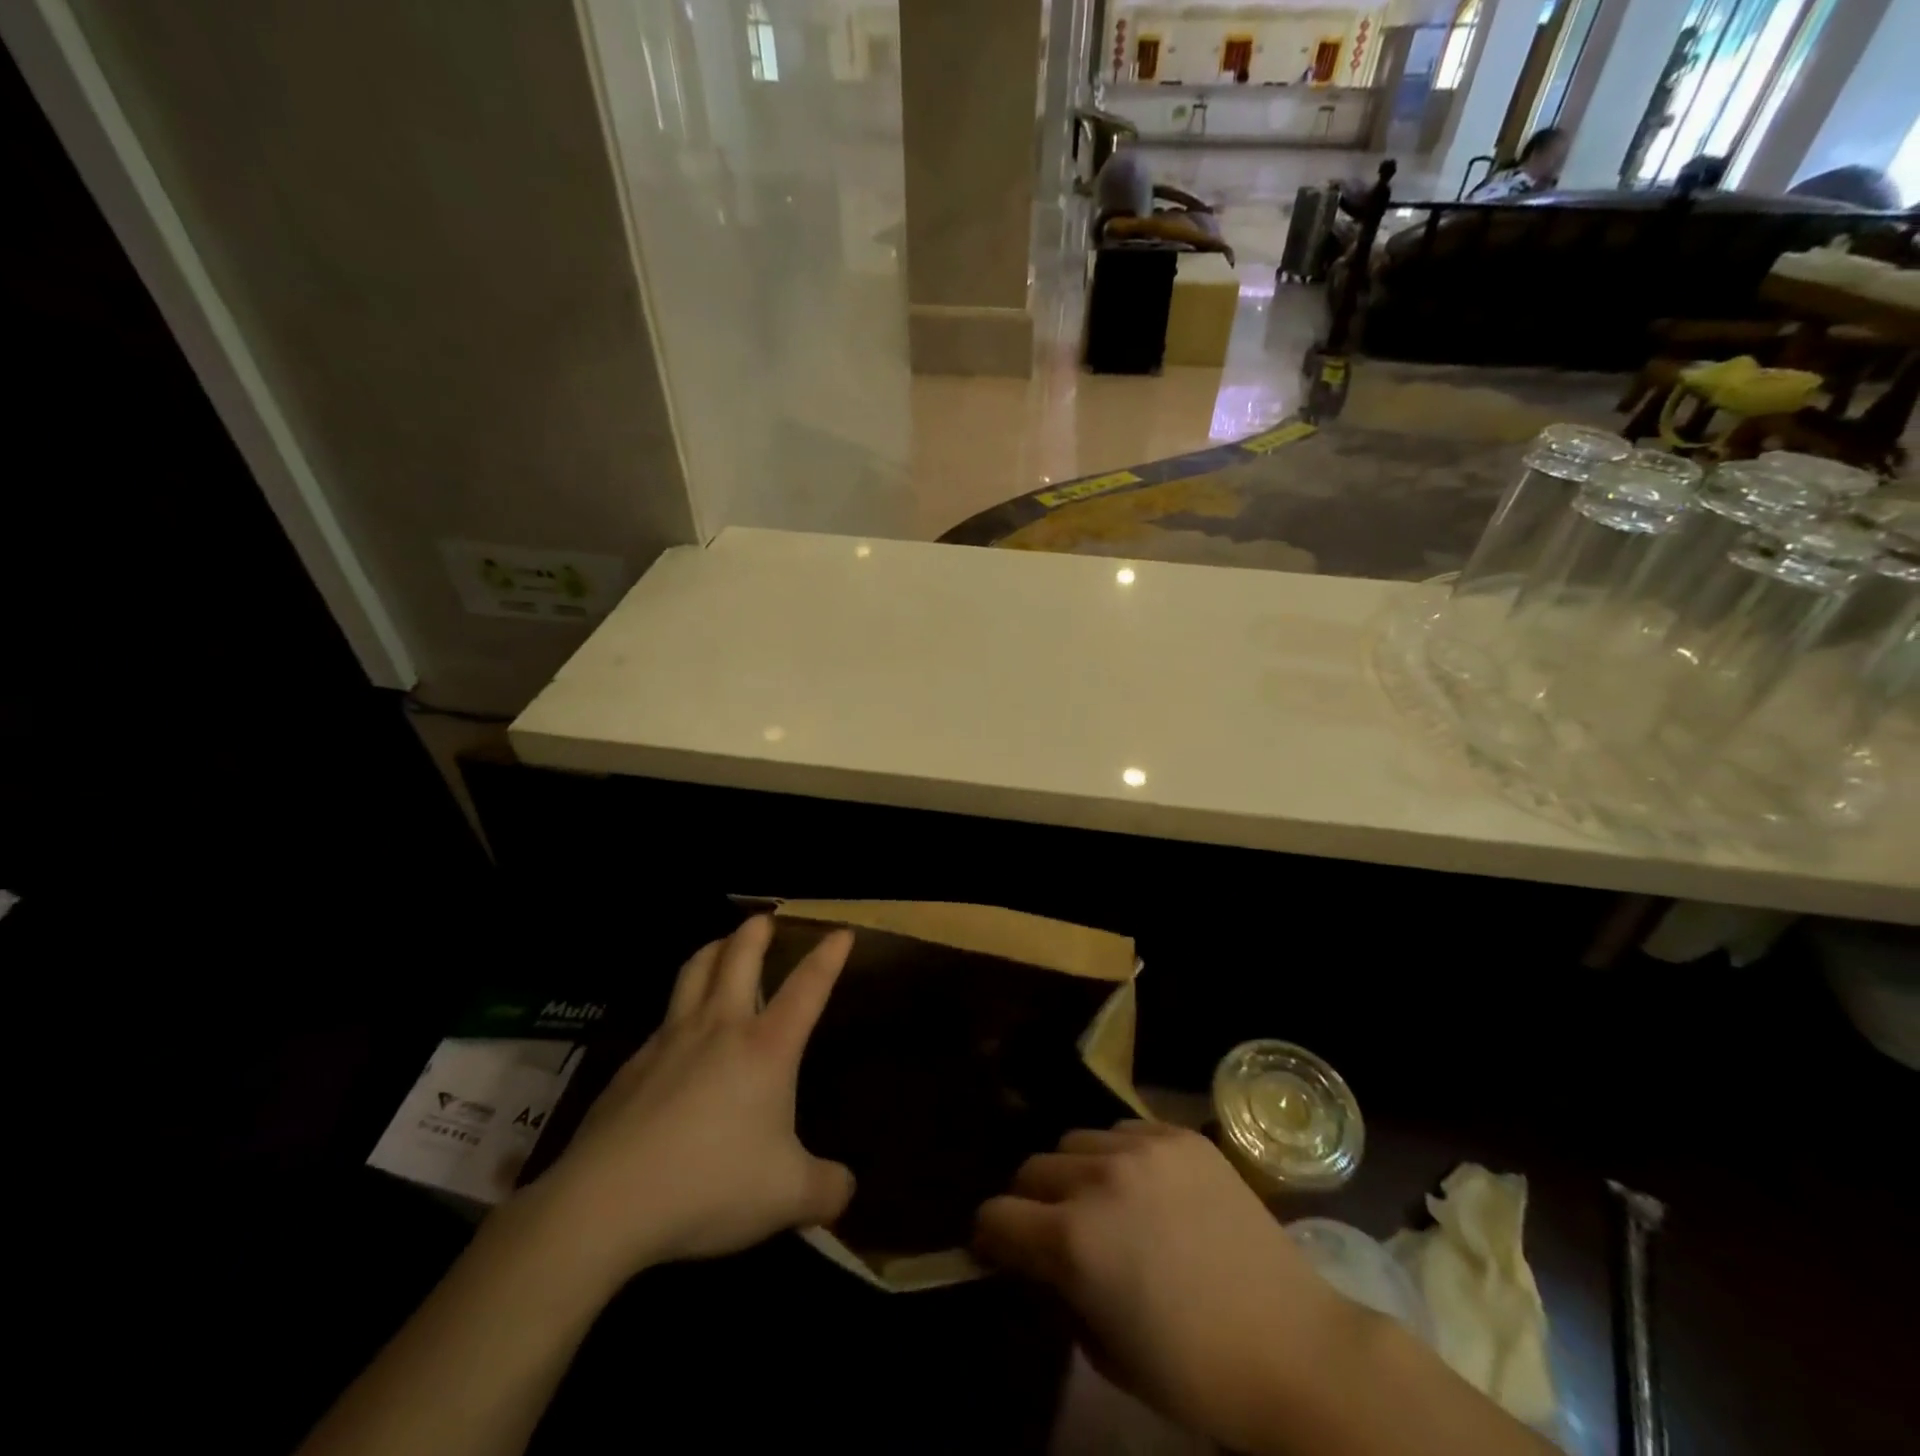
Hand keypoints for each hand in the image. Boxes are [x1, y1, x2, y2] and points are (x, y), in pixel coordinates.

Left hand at [527, 916, 854, 1281]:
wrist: (605, 1204)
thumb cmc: (709, 1186)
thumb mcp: (786, 1198)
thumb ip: (826, 1191)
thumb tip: (846, 1191)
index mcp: (765, 1048)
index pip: (807, 987)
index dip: (828, 956)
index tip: (841, 932)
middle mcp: (720, 1028)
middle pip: (738, 957)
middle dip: (755, 931)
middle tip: (764, 919)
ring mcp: (670, 1040)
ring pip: (693, 972)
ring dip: (712, 950)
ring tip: (722, 946)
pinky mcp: (633, 1064)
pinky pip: (663, 1019)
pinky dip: (679, 1007)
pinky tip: (678, 1033)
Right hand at [975, 1122, 1351, 1450]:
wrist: (1293, 1348)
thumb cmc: (1194, 1371)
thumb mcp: (1106, 1349)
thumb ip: (1062, 1292)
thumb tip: (1045, 1262)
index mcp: (1074, 1240)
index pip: (996, 1216)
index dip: (990, 1238)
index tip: (998, 1250)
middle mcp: (1099, 1179)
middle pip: (1032, 1169)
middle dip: (1031, 1203)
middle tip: (1055, 1231)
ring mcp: (1144, 1149)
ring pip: (1077, 1142)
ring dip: (1077, 1173)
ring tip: (1106, 1203)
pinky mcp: (1180, 1136)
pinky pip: (1126, 1130)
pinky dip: (1121, 1156)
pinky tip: (1148, 1187)